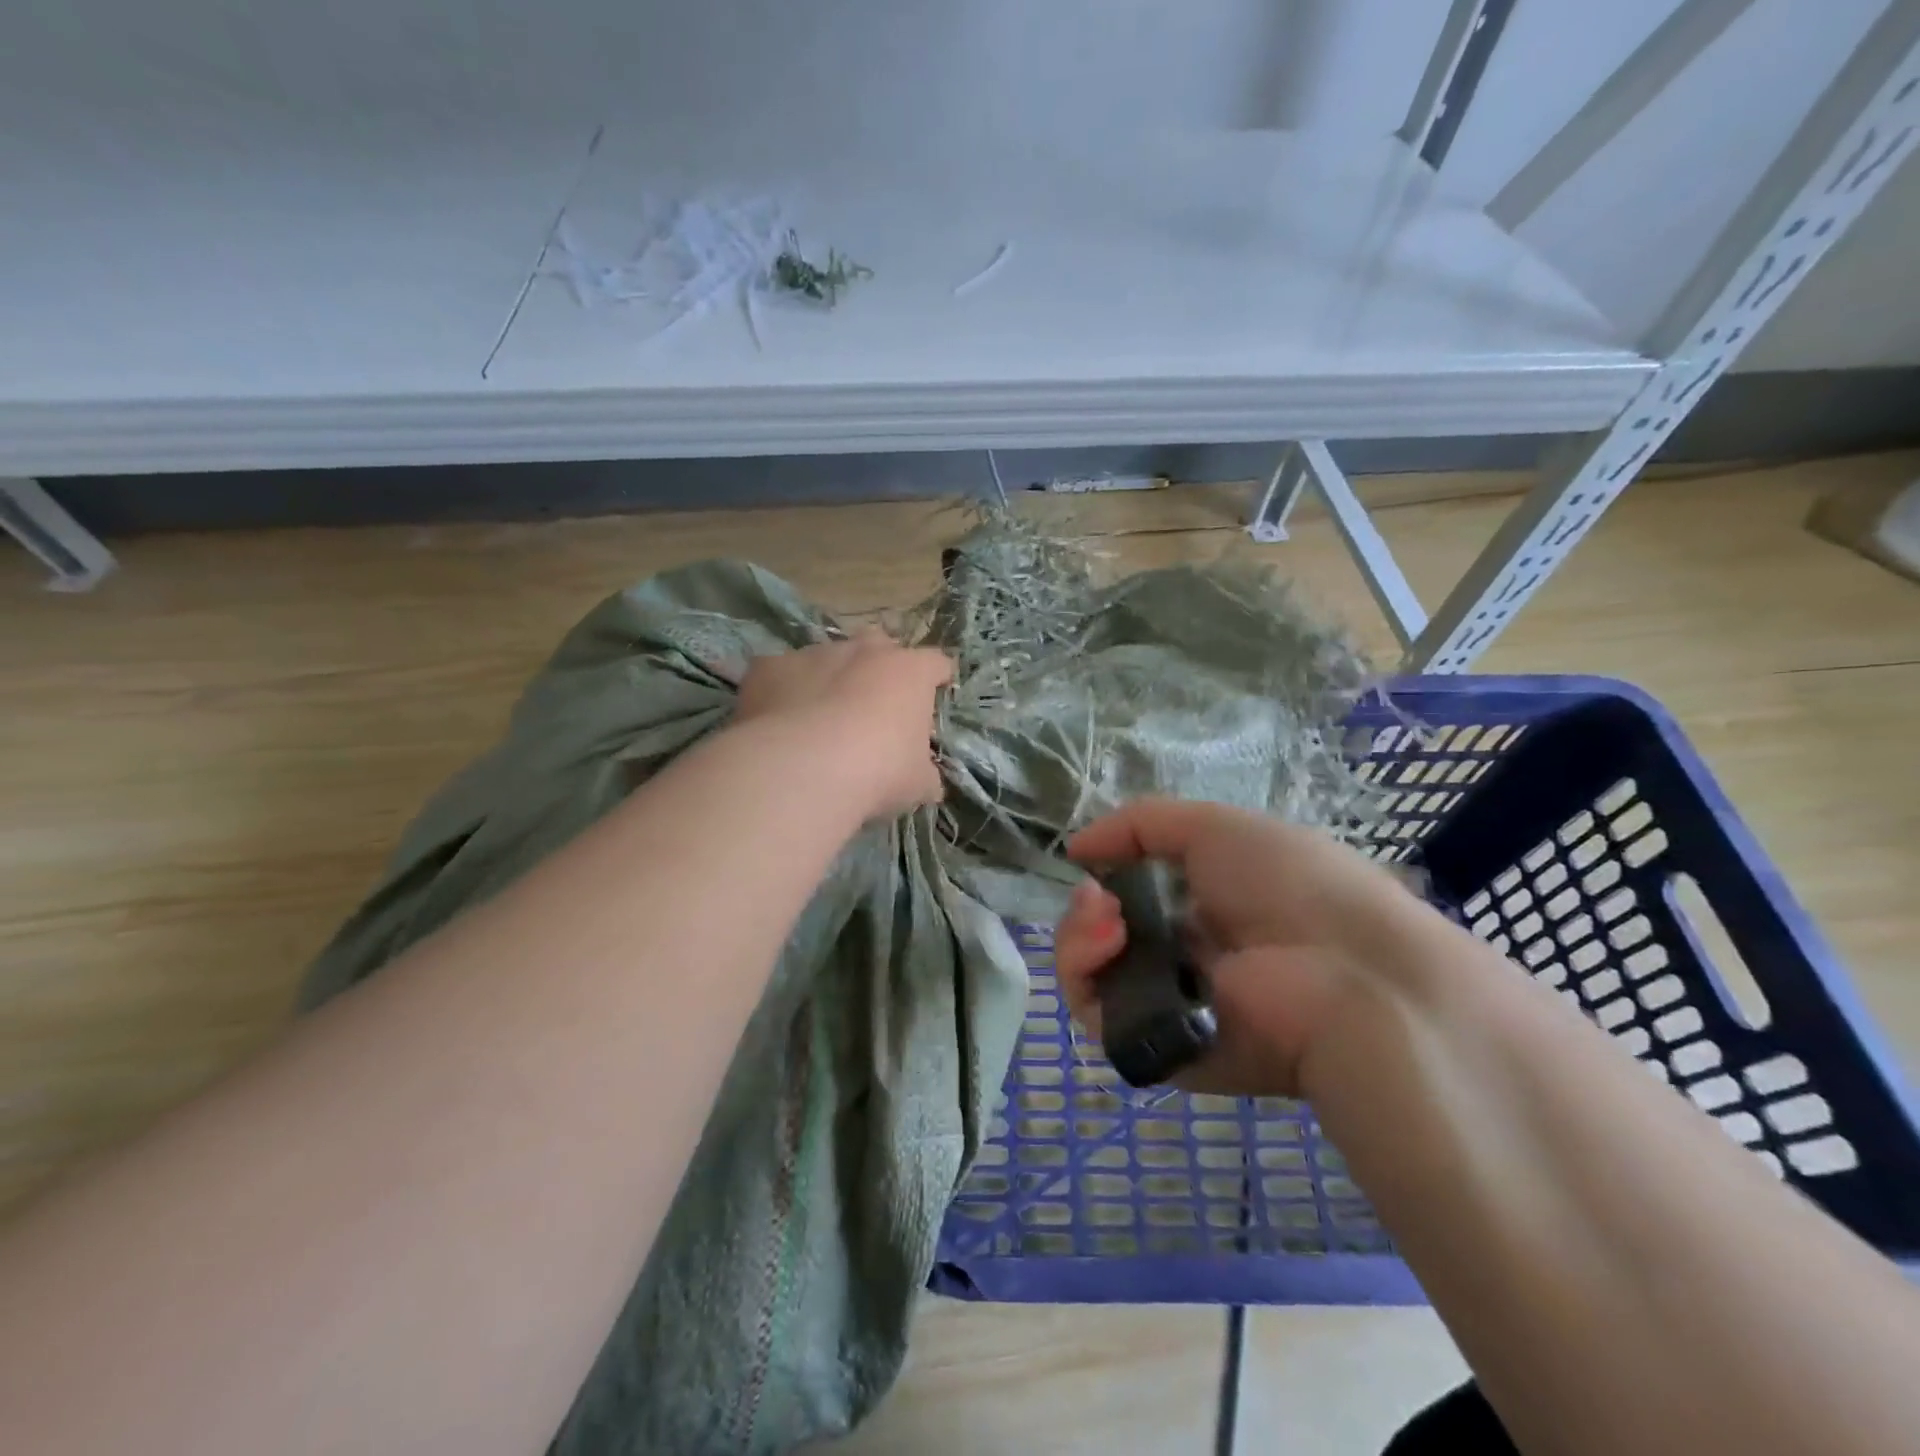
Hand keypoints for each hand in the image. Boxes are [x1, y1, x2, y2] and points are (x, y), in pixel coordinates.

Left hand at [734, 630, 951, 818]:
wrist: (802, 769)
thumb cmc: (877, 771)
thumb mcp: (917, 784)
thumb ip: (926, 774)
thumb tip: (928, 781)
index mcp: (909, 672)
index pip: (936, 663)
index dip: (937, 679)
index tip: (934, 695)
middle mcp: (864, 651)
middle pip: (880, 646)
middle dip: (880, 669)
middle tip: (875, 706)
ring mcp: (814, 654)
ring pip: (827, 657)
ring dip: (830, 679)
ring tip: (821, 718)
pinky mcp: (769, 667)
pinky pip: (780, 674)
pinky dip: (784, 692)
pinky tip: (779, 723)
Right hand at [1054, 799, 1424, 1096]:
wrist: (1346, 978)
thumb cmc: (1290, 885)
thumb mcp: (1216, 827)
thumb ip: (1139, 824)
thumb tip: (1076, 847)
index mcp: (1213, 908)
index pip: (1138, 897)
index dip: (1111, 877)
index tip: (1097, 861)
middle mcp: (1188, 957)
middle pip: (1105, 935)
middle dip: (1086, 908)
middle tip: (1096, 897)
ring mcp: (1170, 1004)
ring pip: (1091, 973)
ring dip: (1079, 936)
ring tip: (1104, 918)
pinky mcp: (1157, 1048)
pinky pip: (1095, 1016)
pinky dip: (1084, 974)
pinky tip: (1109, 943)